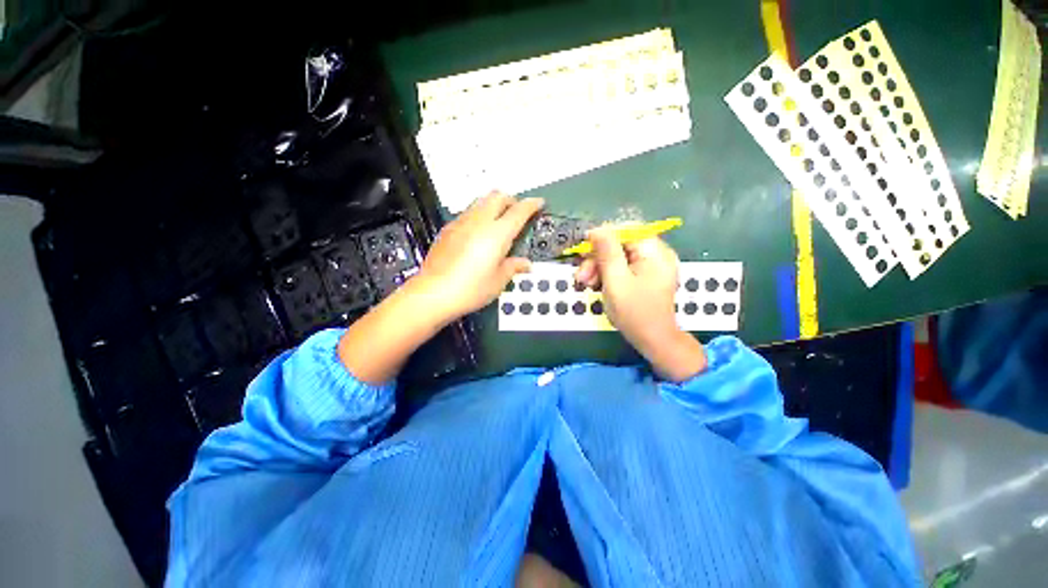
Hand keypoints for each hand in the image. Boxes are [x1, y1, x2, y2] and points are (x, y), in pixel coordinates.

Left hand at [412, 191, 543, 324]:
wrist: (433, 293)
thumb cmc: (470, 289)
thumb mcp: (498, 281)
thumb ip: (513, 267)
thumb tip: (524, 264)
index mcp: (497, 233)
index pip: (519, 211)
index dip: (531, 204)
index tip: (538, 203)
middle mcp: (479, 222)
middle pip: (498, 196)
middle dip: (511, 200)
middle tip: (518, 212)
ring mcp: (461, 223)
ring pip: (480, 201)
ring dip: (494, 205)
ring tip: (499, 221)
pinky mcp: (448, 230)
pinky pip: (467, 213)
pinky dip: (478, 215)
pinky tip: (478, 232)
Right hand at [574, 227, 705, 380]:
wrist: (652, 339)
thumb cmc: (634, 312)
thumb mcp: (615, 280)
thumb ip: (606, 252)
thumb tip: (597, 229)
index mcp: (654, 251)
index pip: (626, 230)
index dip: (602, 238)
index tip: (584, 252)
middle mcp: (656, 254)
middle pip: (620, 244)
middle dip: (597, 258)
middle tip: (581, 276)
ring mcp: (652, 265)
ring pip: (618, 256)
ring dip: (599, 267)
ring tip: (585, 284)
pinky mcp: (645, 275)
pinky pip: (623, 266)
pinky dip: (608, 274)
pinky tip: (596, 285)